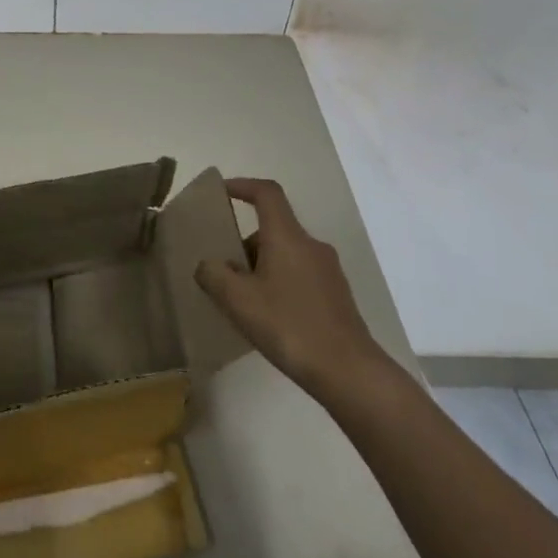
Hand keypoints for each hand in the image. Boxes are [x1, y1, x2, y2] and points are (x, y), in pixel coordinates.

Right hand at [194, 178, 385, 397]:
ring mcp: (328, 271)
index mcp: (288, 237)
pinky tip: (268, 317)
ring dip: (260, 267)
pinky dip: (278, 284)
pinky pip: (298, 275)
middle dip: (244, 244)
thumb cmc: (289, 326)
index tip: (221, 192)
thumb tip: (209, 264)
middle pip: (272, 228)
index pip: (266, 193)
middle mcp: (311, 245)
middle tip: (222, 271)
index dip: (242, 186)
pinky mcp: (336, 295)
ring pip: (285, 254)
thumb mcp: (238, 300)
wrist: (348, 372)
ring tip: (242, 301)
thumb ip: (214, 275)